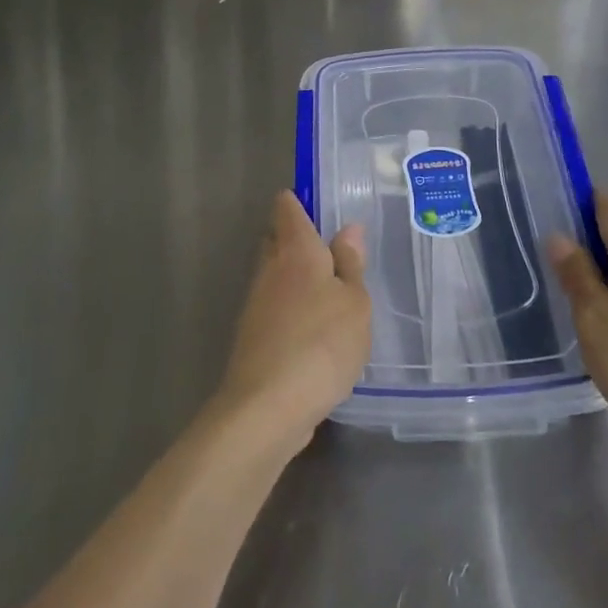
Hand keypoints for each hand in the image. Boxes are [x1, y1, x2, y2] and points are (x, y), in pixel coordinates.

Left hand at [213, 192, 370, 455]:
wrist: (267, 406)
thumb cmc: (321, 343)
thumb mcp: (354, 303)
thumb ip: (351, 265)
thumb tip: (348, 229)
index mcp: (296, 250)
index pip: (287, 208)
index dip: (299, 201)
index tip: (318, 203)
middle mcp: (270, 269)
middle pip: (276, 239)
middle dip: (296, 238)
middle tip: (330, 248)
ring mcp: (256, 304)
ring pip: (274, 276)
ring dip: (295, 278)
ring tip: (329, 291)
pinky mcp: (253, 338)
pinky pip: (274, 309)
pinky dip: (291, 310)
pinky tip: (314, 330)